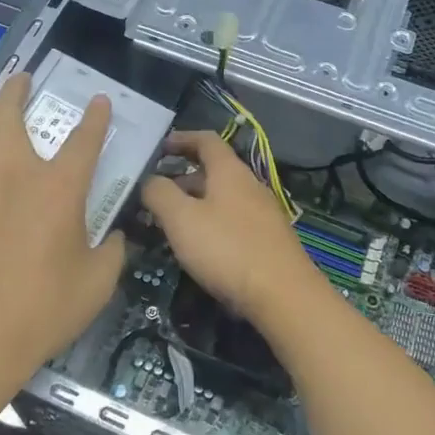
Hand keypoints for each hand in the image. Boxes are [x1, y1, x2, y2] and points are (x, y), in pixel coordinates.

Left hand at [0, 73, 126, 373]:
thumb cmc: (47, 308)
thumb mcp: (99, 280)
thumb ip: (112, 250)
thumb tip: (114, 237)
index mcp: (59, 187)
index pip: (85, 137)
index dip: (96, 116)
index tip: (99, 102)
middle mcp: (13, 173)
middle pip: (7, 111)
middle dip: (17, 89)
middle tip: (23, 82)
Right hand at [139, 131, 321, 334]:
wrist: (284, 295)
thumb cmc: (227, 249)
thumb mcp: (182, 219)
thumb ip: (160, 194)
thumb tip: (149, 180)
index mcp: (230, 171)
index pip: (206, 140)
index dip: (181, 139)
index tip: (159, 147)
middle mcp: (250, 185)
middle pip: (214, 170)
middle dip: (183, 177)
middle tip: (156, 193)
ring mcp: (263, 213)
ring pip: (223, 197)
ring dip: (196, 202)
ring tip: (171, 222)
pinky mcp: (268, 240)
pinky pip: (233, 220)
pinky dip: (212, 223)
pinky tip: (200, 246)